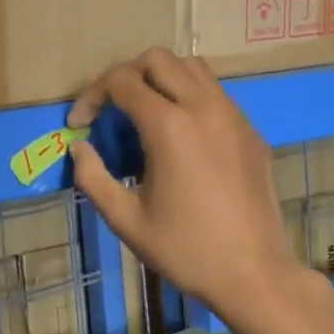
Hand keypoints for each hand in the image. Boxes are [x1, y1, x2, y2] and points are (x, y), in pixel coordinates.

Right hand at [68, 49, 306, 319]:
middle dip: (126, 76)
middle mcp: (203, 107)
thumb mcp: (125, 219)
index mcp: (169, 126)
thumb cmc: (185, 249)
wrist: (254, 274)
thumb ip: (93, 177)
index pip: (121, 82)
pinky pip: (216, 94)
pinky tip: (182, 137)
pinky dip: (190, 97)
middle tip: (111, 111)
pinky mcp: (251, 131)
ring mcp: (233, 116)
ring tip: (145, 114)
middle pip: (157, 60)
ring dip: (161, 79)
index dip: (92, 96)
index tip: (79, 125)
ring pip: (192, 68)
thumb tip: (79, 148)